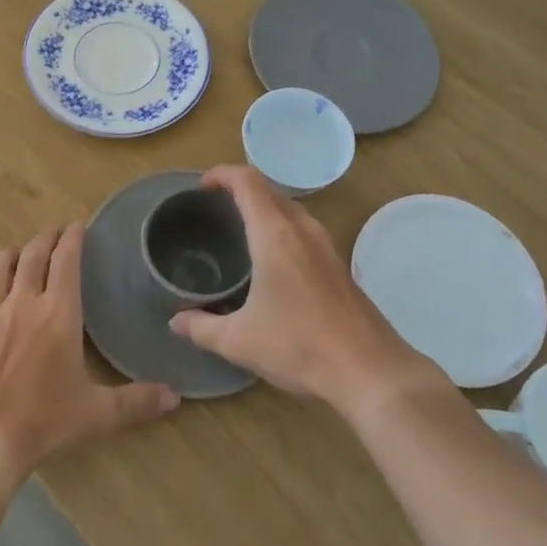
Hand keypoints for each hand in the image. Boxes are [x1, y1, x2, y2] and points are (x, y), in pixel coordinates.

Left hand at [0, 223, 179, 492]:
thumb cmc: (44, 421)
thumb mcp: (97, 414)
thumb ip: (137, 401)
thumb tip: (176, 396)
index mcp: (58, 313)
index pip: (66, 259)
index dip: (73, 236)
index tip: (79, 224)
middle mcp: (23, 303)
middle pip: (33, 254)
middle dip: (46, 238)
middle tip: (55, 234)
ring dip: (11, 256)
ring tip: (20, 256)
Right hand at [168, 166, 432, 407]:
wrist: (370, 371)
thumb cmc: (299, 346)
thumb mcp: (239, 341)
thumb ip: (201, 327)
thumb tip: (175, 321)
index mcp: (275, 234)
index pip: (247, 181)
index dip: (222, 174)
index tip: (201, 187)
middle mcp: (302, 229)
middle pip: (268, 190)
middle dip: (240, 189)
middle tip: (213, 208)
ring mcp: (325, 245)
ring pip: (289, 208)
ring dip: (263, 208)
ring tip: (239, 229)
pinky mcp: (338, 264)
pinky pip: (303, 229)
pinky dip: (281, 227)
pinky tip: (271, 261)